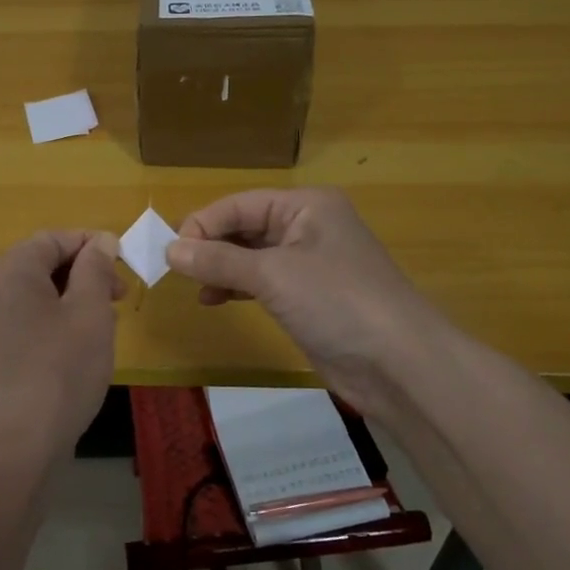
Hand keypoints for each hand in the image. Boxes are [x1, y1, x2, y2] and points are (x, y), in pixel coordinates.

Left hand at [0, 229, 123, 459]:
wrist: (13, 444)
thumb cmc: (59, 368)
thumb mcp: (89, 312)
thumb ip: (96, 270)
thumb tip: (101, 242)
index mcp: (15, 269)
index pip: (55, 238)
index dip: (92, 244)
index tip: (125, 264)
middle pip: (46, 264)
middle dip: (87, 274)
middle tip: (120, 297)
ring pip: (43, 297)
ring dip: (77, 302)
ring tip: (105, 327)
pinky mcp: (0, 354)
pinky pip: (34, 323)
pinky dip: (61, 326)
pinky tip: (83, 353)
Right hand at [163, 188, 457, 416]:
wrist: (399, 365)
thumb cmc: (337, 302)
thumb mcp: (273, 275)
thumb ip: (219, 260)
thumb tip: (170, 249)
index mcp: (307, 205)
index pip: (240, 204)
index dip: (203, 224)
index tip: (171, 252)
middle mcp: (308, 226)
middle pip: (245, 226)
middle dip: (211, 246)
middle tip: (177, 271)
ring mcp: (310, 263)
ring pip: (251, 255)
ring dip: (221, 268)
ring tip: (196, 288)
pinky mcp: (308, 296)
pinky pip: (262, 281)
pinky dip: (237, 287)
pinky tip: (215, 300)